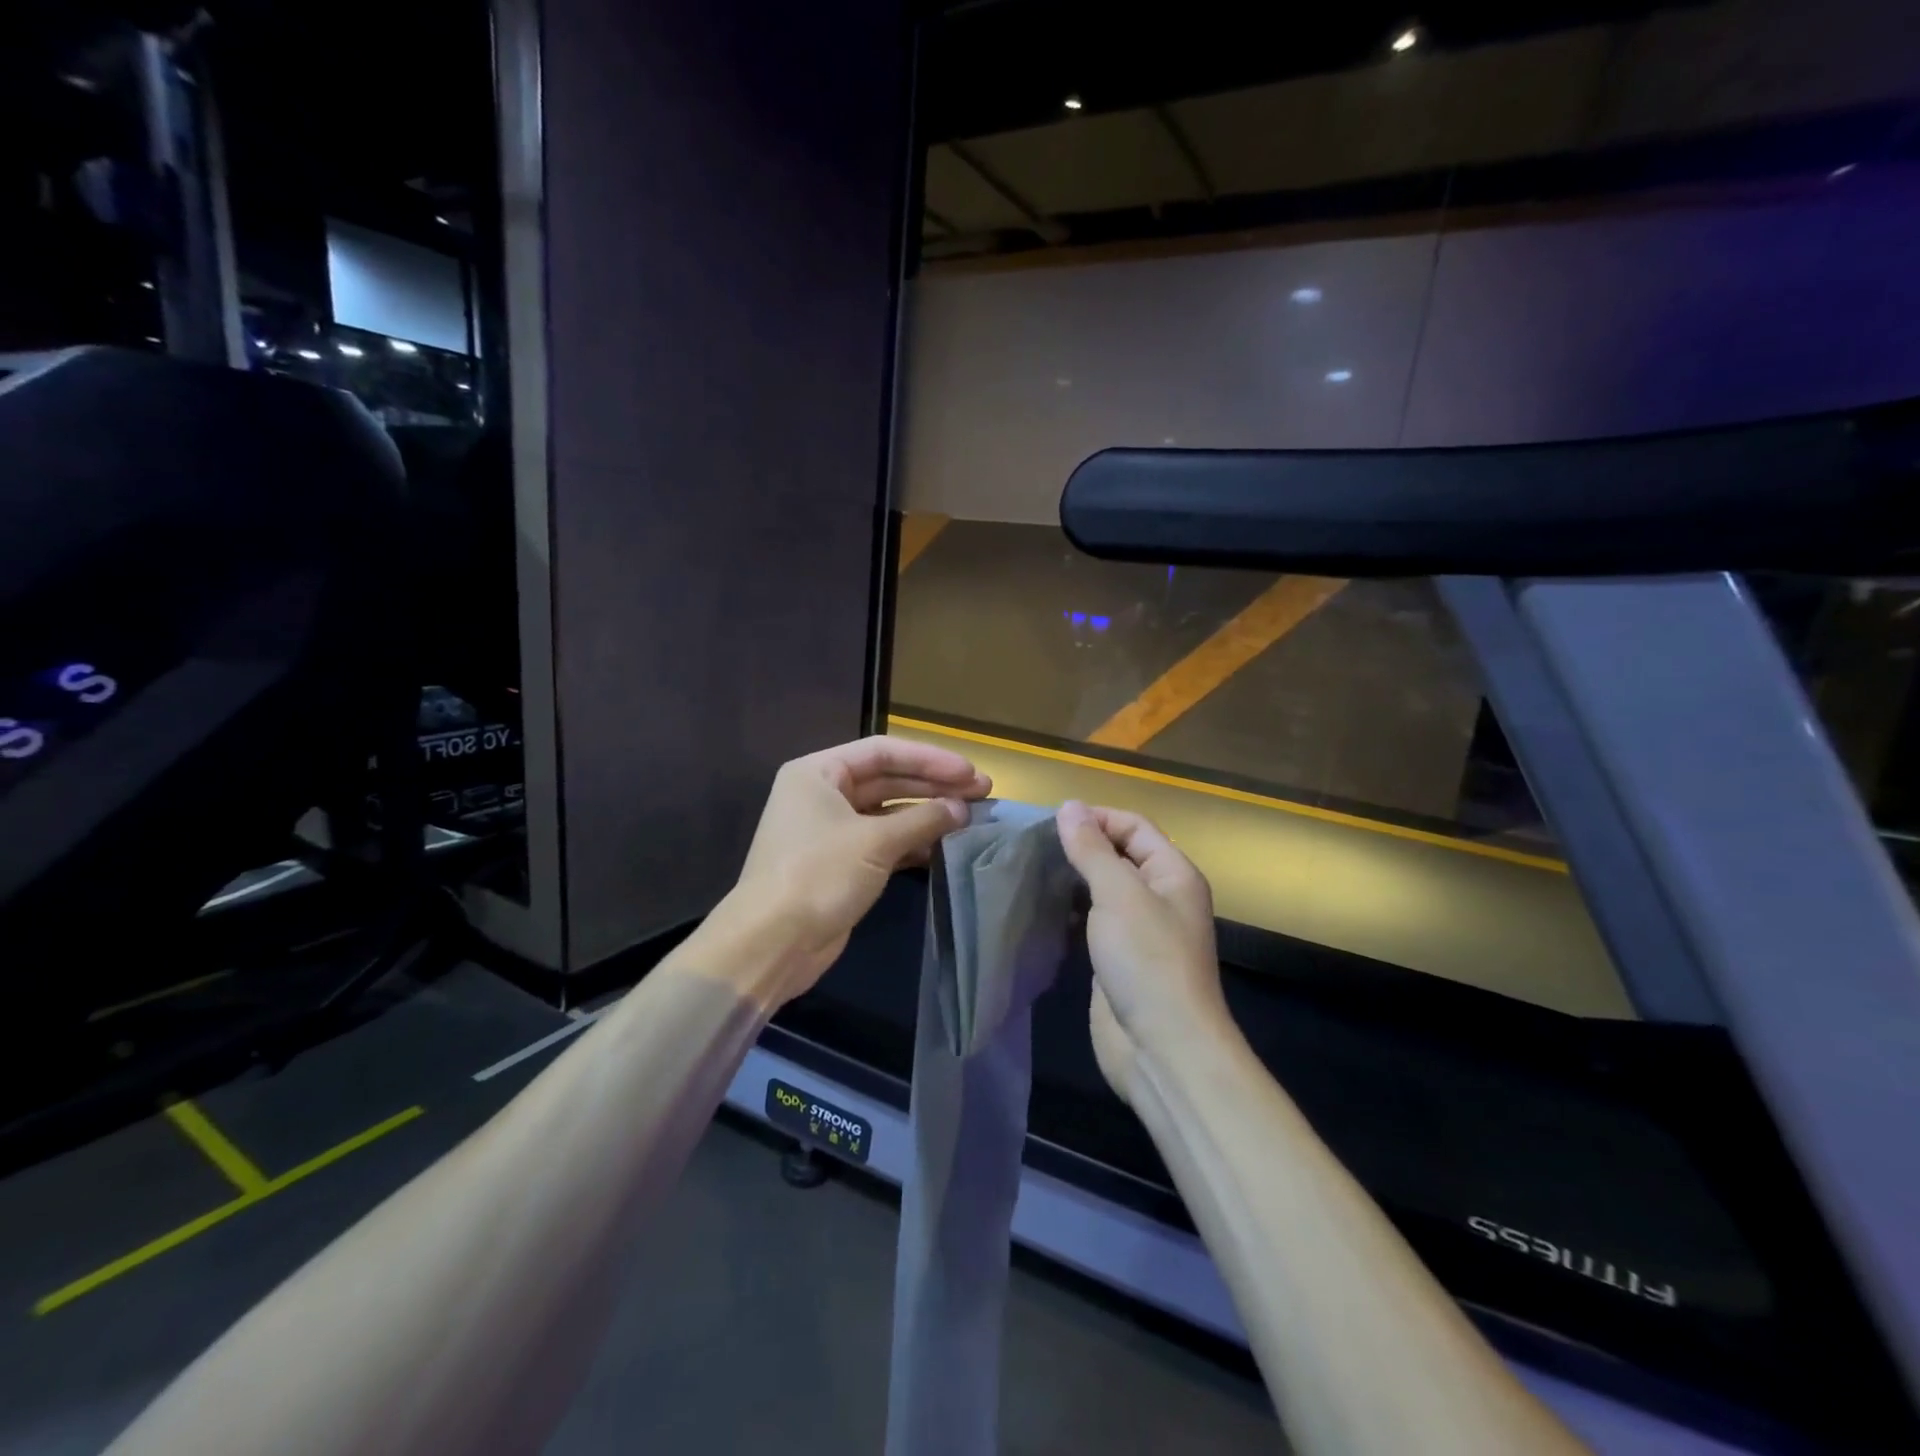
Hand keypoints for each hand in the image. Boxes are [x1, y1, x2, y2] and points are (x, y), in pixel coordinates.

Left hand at [725, 736, 990, 1002]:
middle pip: (887, 779)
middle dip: (934, 785)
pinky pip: (884, 841)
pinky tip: (946, 845)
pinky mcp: (841, 863)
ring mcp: (831, 830)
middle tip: (982, 792)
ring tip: (971, 817)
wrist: (772, 943)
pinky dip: (913, 841)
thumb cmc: (818, 875)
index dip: (930, 759)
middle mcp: (822, 794)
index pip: (883, 752)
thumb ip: (923, 820)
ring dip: (927, 814)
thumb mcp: (875, 842)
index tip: (970, 772)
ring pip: (888, 812)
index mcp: (818, 772)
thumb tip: (962, 809)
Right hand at [1055, 800, 1230, 1105]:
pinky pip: (1092, 922)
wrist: (1163, 1049)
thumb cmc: (1147, 961)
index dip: (1096, 818)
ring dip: (1071, 880)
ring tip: (1029, 872)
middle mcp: (1160, 896)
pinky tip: (1040, 909)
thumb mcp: (1119, 895)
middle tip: (1031, 846)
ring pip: (1102, 890)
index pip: (1134, 826)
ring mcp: (1139, 931)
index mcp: (1173, 873)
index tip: (1049, 822)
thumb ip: (1092, 849)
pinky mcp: (1118, 959)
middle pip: (1118, 856)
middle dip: (1080, 847)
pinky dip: (1069, 912)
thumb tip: (1069, 806)